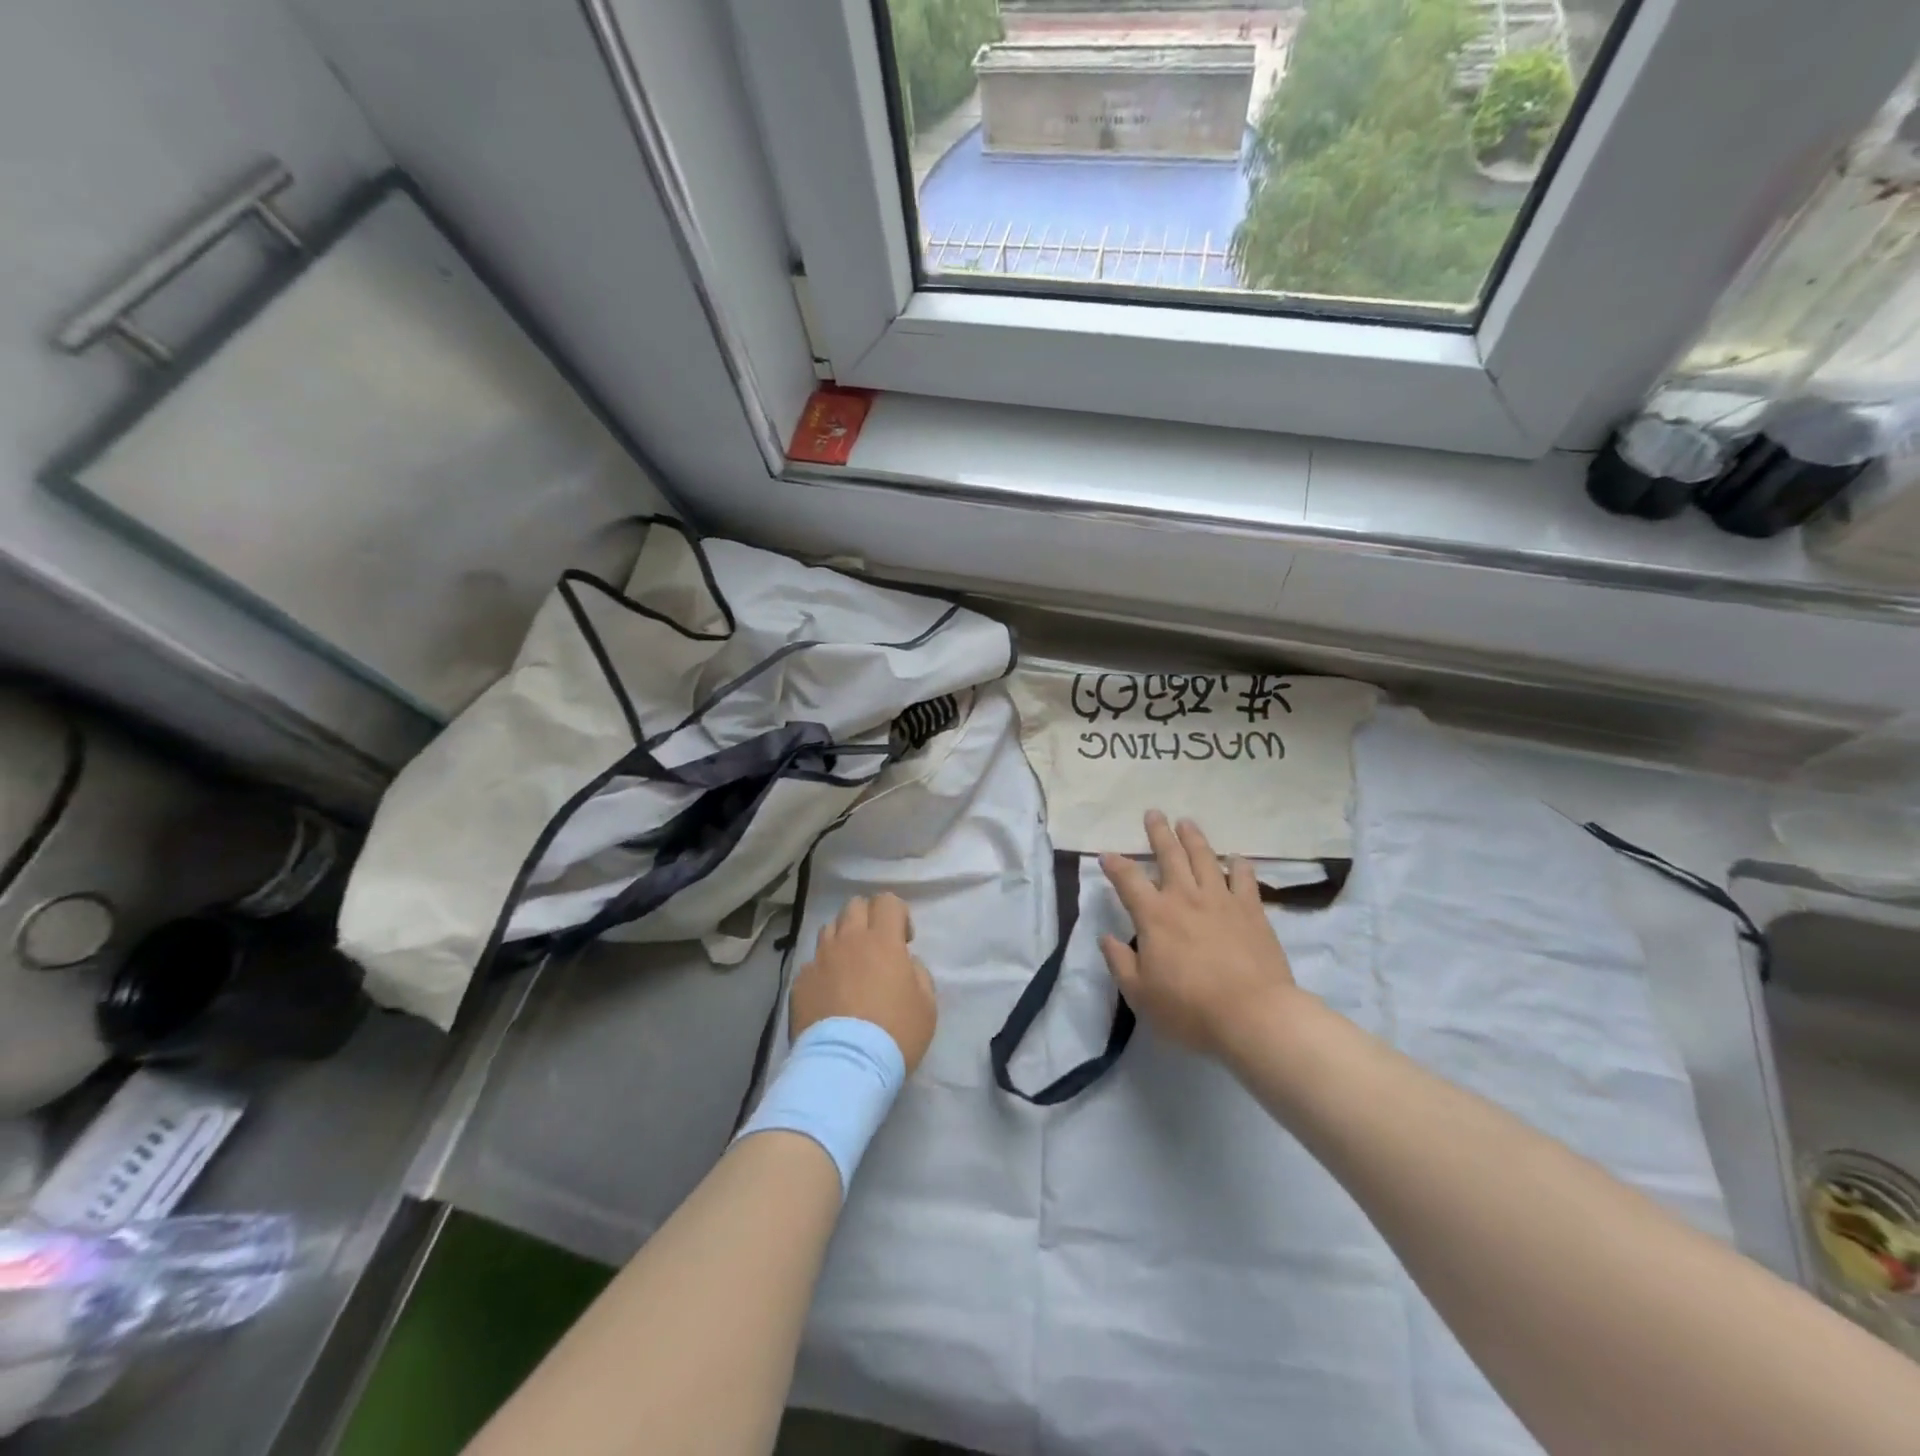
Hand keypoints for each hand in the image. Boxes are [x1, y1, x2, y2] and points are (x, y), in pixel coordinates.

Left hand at [791, 893, 937, 1072]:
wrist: (845, 1067)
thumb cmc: (894, 1034)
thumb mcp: (927, 1005)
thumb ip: (918, 973)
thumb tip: (904, 964)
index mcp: (882, 940)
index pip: (887, 901)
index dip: (898, 914)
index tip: (904, 941)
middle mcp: (848, 940)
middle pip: (854, 906)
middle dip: (868, 918)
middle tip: (876, 946)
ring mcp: (820, 959)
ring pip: (829, 929)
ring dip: (843, 939)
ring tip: (850, 967)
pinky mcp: (800, 982)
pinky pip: (812, 963)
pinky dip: (823, 970)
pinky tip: (830, 995)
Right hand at [1099, 811, 1300, 1058]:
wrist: (1253, 1015)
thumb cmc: (1189, 1008)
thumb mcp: (1140, 994)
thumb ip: (1120, 962)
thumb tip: (1106, 937)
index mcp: (1154, 916)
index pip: (1128, 880)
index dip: (1115, 864)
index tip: (1106, 854)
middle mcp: (1185, 898)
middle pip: (1169, 855)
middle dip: (1158, 832)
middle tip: (1153, 813)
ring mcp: (1221, 900)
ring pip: (1205, 858)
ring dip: (1194, 838)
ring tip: (1187, 822)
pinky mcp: (1252, 910)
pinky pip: (1244, 878)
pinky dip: (1239, 865)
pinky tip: (1236, 858)